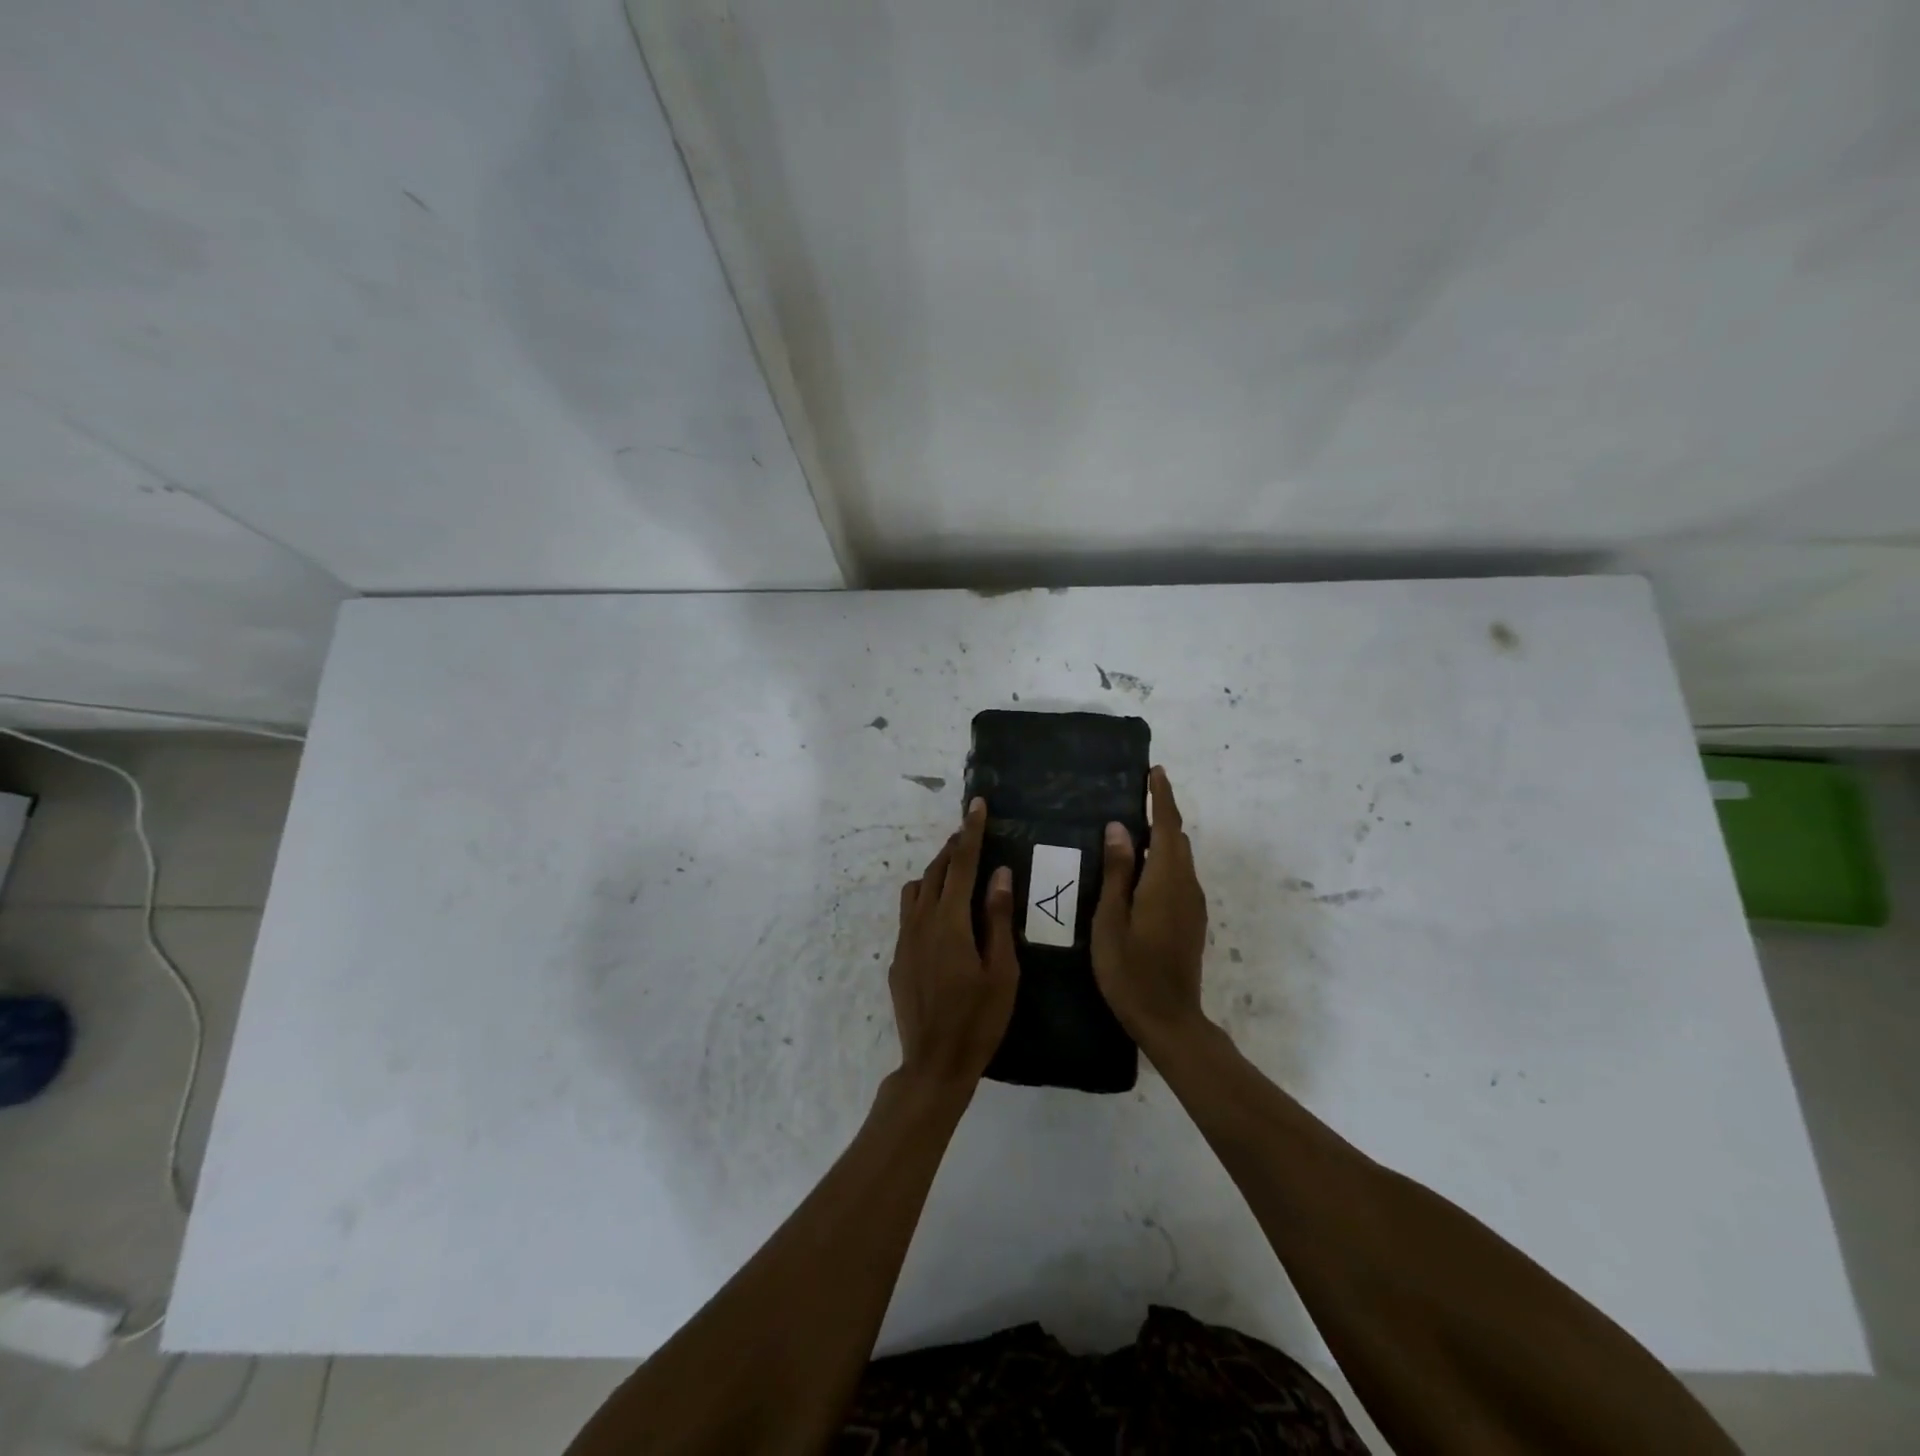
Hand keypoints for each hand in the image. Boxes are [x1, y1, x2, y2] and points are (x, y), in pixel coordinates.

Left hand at [888, 799, 1019, 1087]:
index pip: (962, 864)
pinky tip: (943, 917)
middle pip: (937, 871)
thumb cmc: (979, 1019)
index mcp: (950, 921)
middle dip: (954, 848)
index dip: (971, 833)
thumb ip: (997, 918)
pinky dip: (926, 900)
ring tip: (958, 874)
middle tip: (972, 834)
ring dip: (937, 873)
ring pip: (917, 890)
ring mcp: (905, 939)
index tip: (976, 805)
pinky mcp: (898, 957)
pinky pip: (910, 914)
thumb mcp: (1002, 970)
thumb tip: (999, 874)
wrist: (934, 1062)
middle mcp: (922, 921)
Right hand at [1091, 766, 1209, 1049]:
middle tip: (1133, 798)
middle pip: (1176, 839)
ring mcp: (1192, 905)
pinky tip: (1139, 872)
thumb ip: (1116, 872)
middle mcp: (1185, 886)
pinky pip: (1178, 877)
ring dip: (1160, 839)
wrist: (1169, 1019)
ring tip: (1130, 831)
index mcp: (1165, 880)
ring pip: (1178, 859)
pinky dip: (1162, 861)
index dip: (1161, 797)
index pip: (1166, 827)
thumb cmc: (1130, 970)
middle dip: (1160, 815)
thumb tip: (1119, 828)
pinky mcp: (1190, 921)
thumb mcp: (1111, 920)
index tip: (1155, 771)